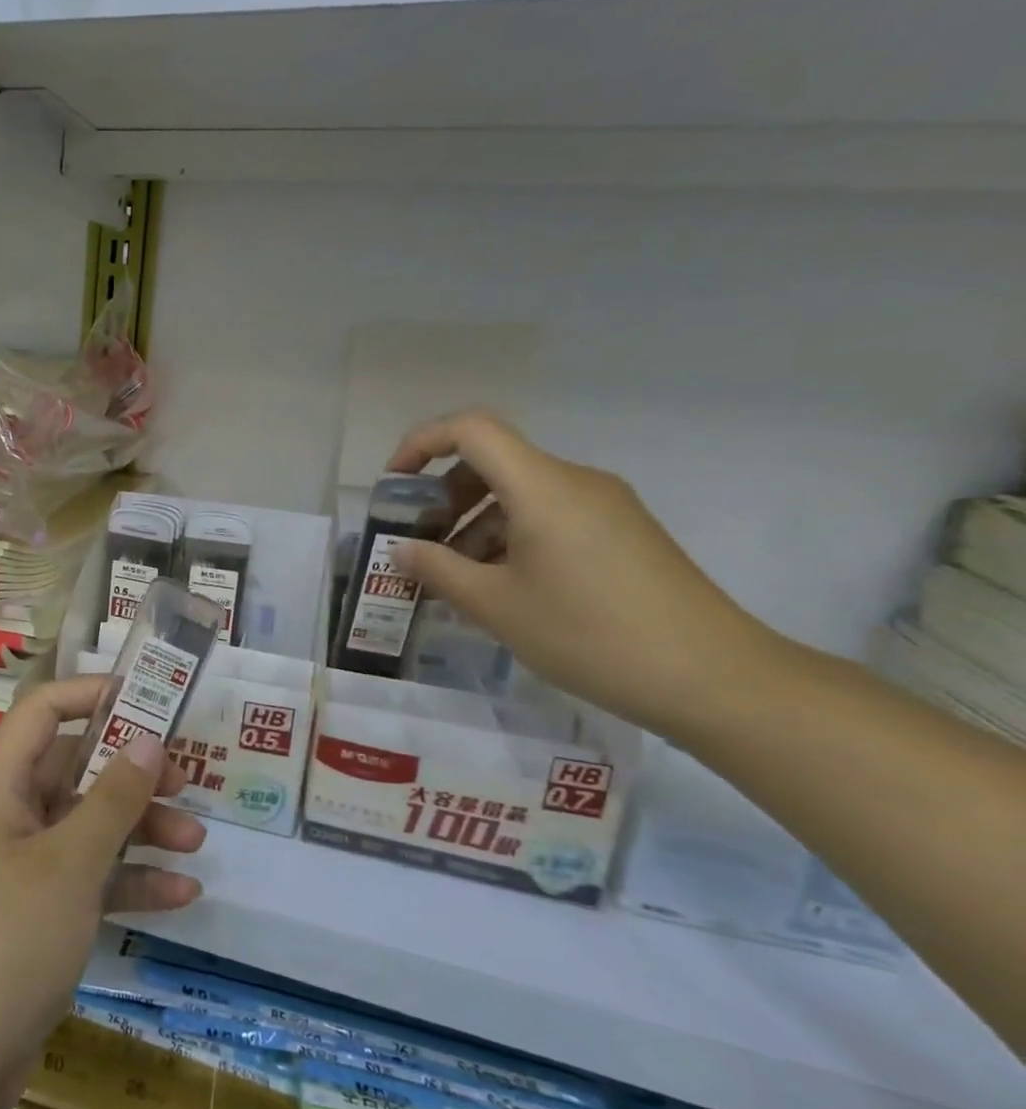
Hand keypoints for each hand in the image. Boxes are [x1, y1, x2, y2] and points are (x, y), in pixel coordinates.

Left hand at [0, 676, 204, 1108]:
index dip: (90, 694)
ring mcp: (20, 867)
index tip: (147, 699)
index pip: (41, 712)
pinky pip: (87, 879)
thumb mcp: (70, 865)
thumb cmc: (6, 942)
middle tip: (187, 780)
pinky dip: (128, 882)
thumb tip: (149, 740)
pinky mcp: (35, 914)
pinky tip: (180, 895)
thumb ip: (113, 799)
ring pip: (87, 827)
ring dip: (139, 830)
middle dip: (131, 774)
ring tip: (195, 843)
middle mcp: (7, 816)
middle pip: (74, 771)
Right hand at [387, 410, 778, 740]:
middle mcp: (575, 482)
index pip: (471, 429)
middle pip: (494, 462)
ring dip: (475, 524)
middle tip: (418, 544)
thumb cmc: (591, 634)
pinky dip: (510, 538)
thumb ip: (438, 570)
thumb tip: (402, 550)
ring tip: (455, 579)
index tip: (394, 486)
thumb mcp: (497, 606)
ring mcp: (606, 508)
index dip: (421, 444)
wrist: (715, 679)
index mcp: (543, 486)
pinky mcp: (623, 535)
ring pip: (521, 494)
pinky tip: (501, 589)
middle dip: (444, 497)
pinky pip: (550, 518)